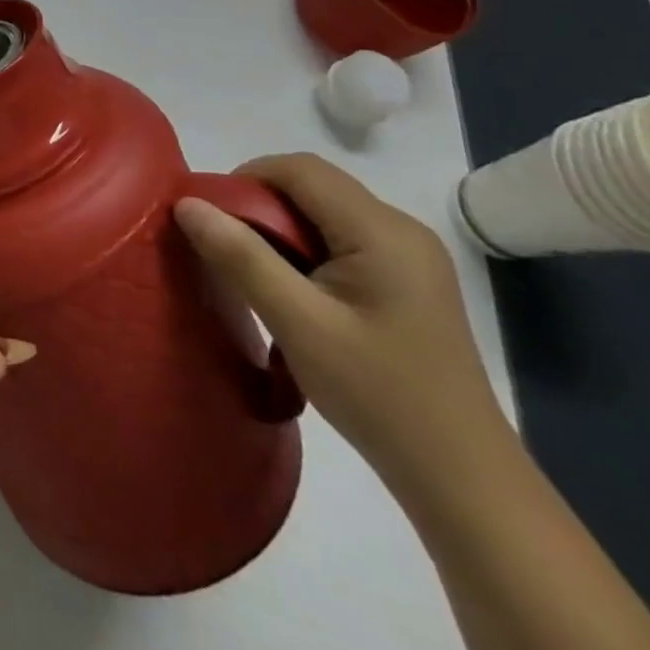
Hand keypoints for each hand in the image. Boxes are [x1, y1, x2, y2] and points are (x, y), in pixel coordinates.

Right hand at [175, 153, 509, 499]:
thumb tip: (187, 204)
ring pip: (324, 212)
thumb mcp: (298, 323)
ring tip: (254, 274)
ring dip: (281, 230)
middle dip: (260, 206)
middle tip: (225, 249)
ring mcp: (410, 256)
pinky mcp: (408, 280)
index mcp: (382, 230)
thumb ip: (240, 257)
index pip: (300, 169)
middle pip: (313, 186)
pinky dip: (305, 250)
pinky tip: (295, 292)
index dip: (245, 178)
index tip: (210, 216)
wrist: (463, 480)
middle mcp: (401, 229)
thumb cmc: (378, 395)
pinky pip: (342, 239)